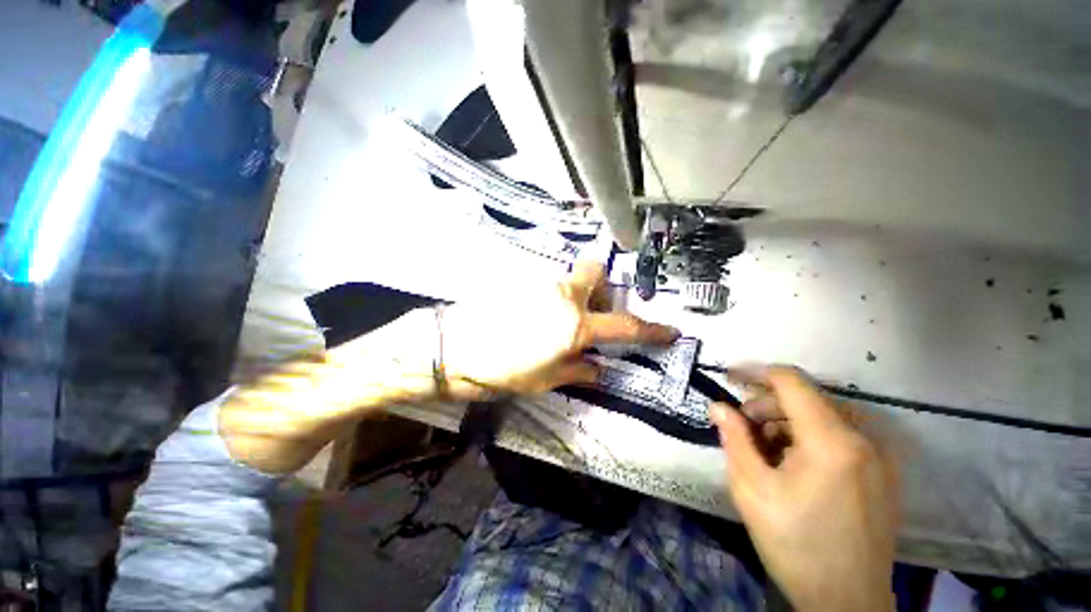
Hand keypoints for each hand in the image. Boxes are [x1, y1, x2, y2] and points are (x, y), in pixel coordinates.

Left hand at [441, 261, 678, 397]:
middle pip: (596, 270)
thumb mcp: (545, 379)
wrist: (452, 346)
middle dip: (603, 287)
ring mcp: (539, 281)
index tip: (668, 331)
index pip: (623, 326)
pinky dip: (549, 295)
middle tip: (593, 310)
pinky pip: (544, 281)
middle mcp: (562, 294)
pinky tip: (532, 314)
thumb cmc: (500, 369)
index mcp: (574, 324)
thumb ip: (578, 371)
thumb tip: (598, 369)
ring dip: (574, 293)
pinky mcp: (518, 278)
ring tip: (556, 319)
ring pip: (568, 276)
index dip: (650, 330)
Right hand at [710, 366, 898, 611]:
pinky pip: (840, 435)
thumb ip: (734, 438)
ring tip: (764, 449)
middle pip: (807, 397)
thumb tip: (718, 406)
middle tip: (742, 425)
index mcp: (832, 441)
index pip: (791, 381)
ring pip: (823, 416)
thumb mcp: (752, 489)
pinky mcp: (882, 472)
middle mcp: (864, 439)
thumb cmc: (795, 544)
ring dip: (787, 421)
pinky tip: (792, 463)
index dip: (755, 372)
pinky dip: (809, 437)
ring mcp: (879, 456)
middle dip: (767, 404)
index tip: (728, 376)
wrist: (847, 603)